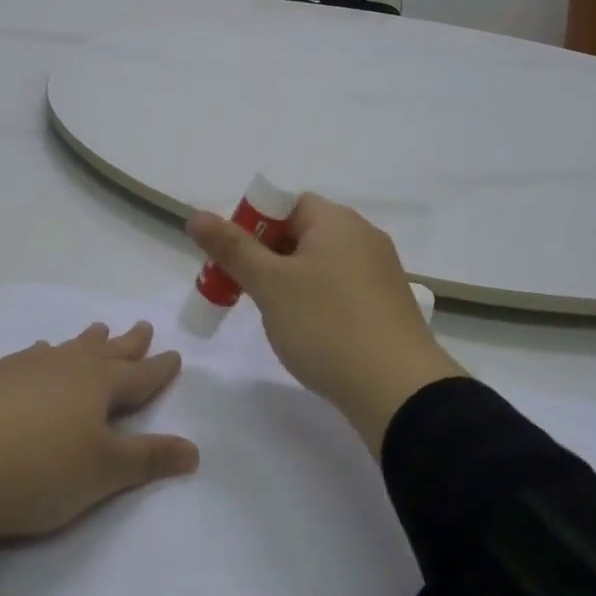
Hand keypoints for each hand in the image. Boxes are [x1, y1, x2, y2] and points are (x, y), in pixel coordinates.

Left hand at [0, 322, 198, 588]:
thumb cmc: (36, 471)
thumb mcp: (102, 473)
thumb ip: (148, 459)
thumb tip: (194, 449)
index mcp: (95, 385)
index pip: (137, 375)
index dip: (158, 369)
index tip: (174, 354)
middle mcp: (59, 367)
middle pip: (102, 351)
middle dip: (125, 343)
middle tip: (141, 327)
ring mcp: (17, 369)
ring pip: (60, 350)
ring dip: (81, 343)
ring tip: (92, 333)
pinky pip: (23, 361)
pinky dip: (38, 359)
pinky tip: (28, 362)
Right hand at [187, 194, 465, 454]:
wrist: (398, 391)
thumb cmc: (326, 325)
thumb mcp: (270, 284)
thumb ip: (232, 248)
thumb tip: (197, 215)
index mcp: (336, 220)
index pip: (285, 204)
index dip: (253, 226)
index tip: (234, 262)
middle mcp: (363, 236)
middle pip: (302, 233)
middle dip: (267, 258)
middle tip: (245, 292)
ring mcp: (380, 272)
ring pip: (320, 264)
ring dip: (290, 283)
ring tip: (276, 318)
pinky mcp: (387, 305)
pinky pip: (341, 289)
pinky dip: (318, 302)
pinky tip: (310, 334)